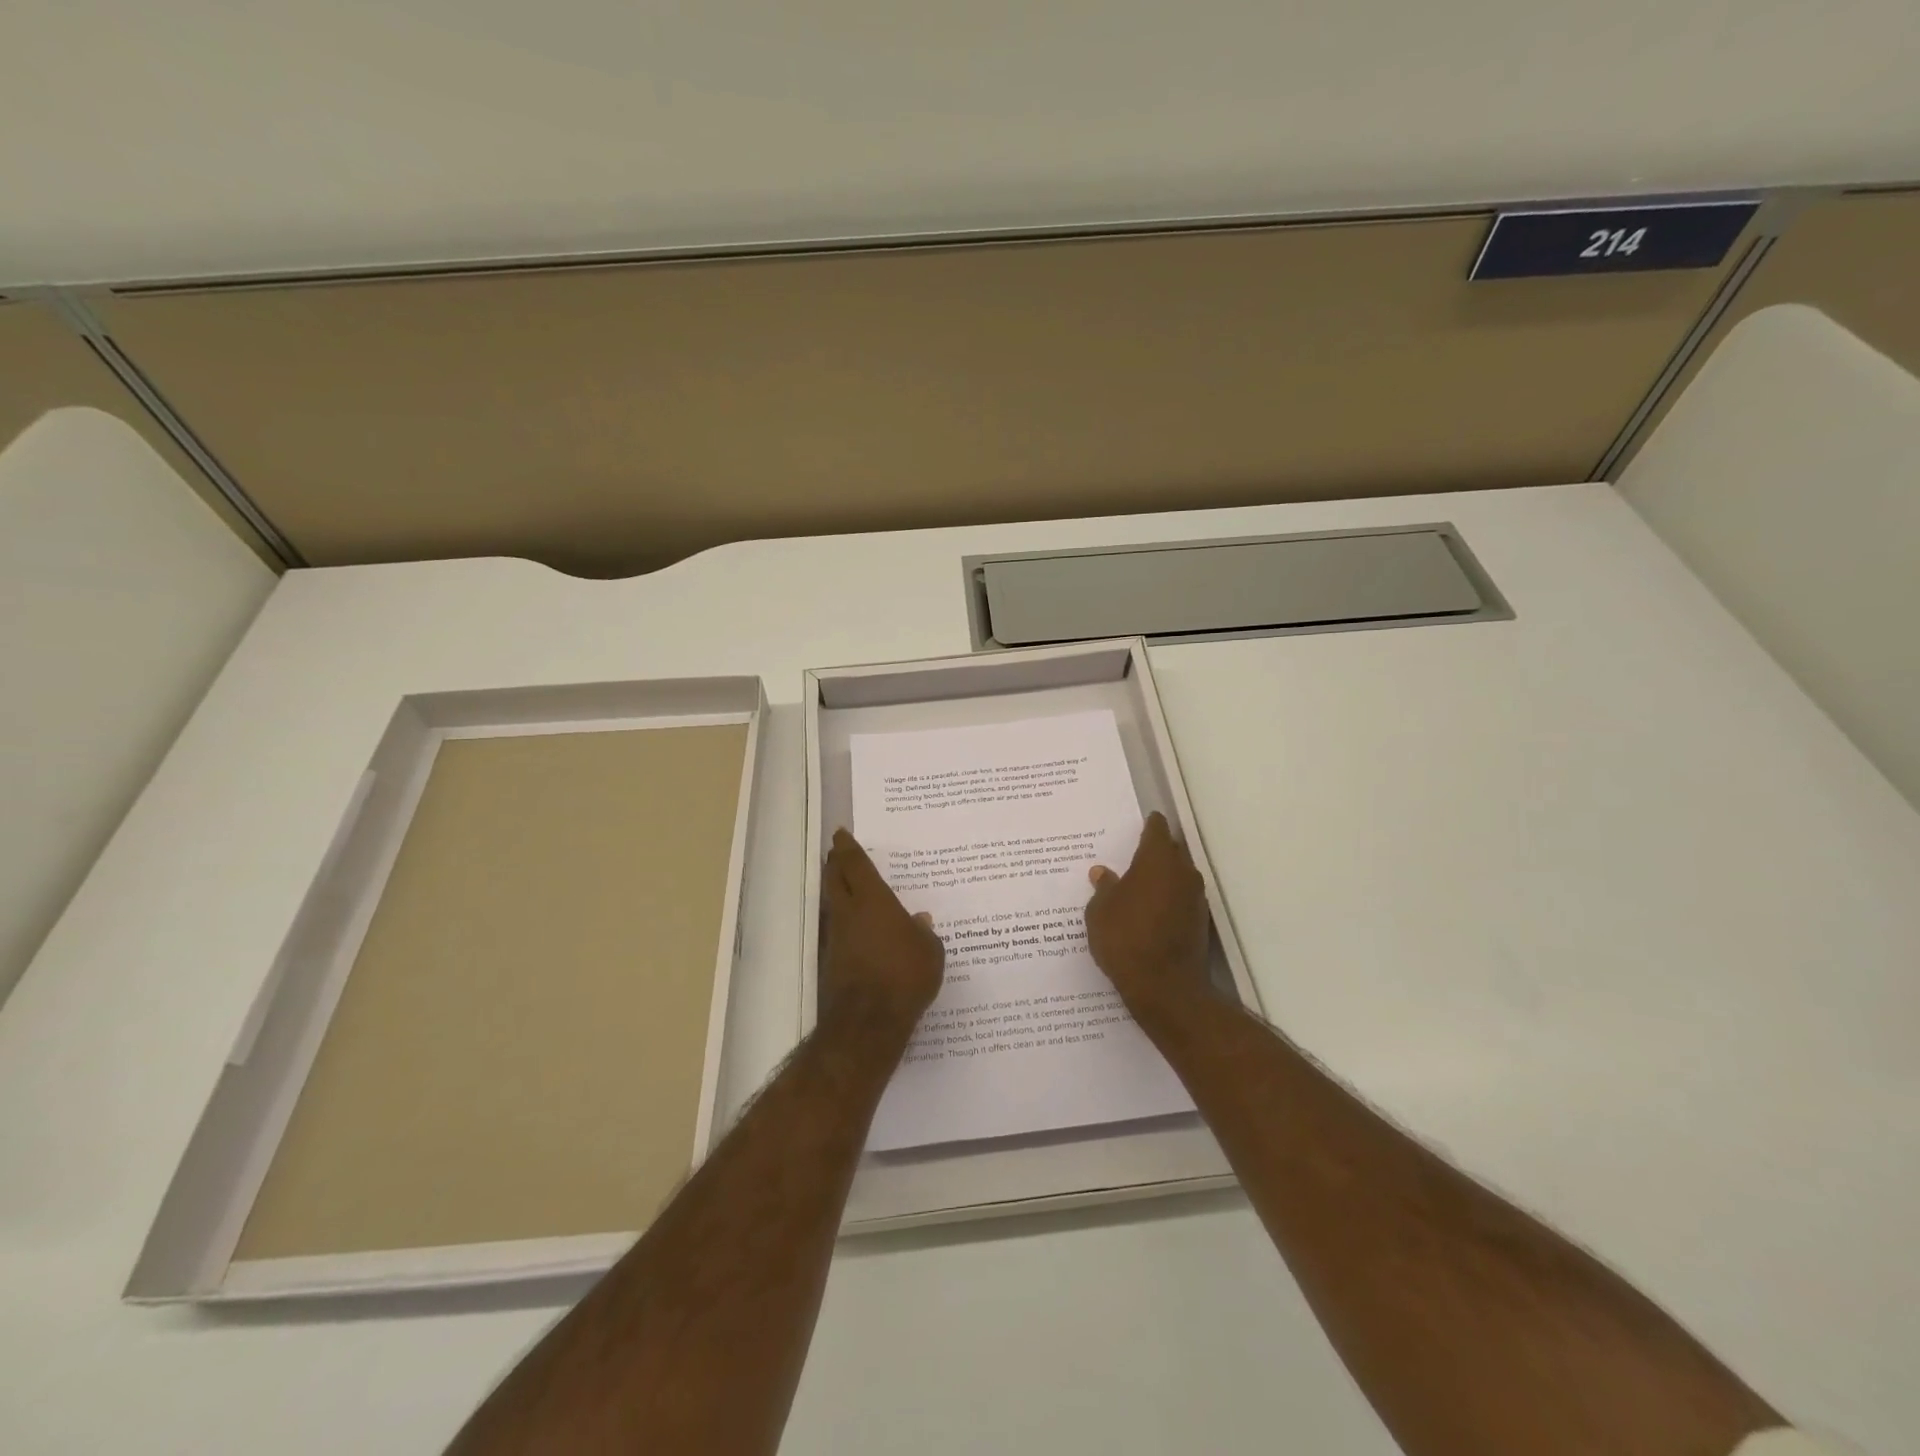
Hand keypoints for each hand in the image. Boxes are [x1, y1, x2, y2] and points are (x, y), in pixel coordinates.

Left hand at [821, 829, 943, 1035]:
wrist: (869, 1022)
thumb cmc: (905, 976)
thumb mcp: (930, 952)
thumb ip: (924, 933)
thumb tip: (919, 921)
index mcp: (873, 900)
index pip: (855, 864)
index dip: (847, 847)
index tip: (840, 834)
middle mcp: (849, 912)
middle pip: (835, 879)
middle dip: (835, 864)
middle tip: (837, 854)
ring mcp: (836, 937)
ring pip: (832, 904)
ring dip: (836, 892)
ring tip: (848, 887)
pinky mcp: (832, 961)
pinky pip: (838, 931)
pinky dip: (844, 923)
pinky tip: (858, 930)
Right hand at [1085, 812, 1213, 1015]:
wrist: (1165, 988)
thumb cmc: (1126, 939)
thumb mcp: (1100, 912)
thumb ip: (1103, 888)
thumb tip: (1102, 873)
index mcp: (1157, 860)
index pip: (1157, 829)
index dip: (1148, 824)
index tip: (1140, 823)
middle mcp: (1182, 872)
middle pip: (1171, 850)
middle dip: (1155, 851)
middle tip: (1132, 856)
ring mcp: (1195, 898)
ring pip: (1178, 876)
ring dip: (1162, 877)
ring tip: (1138, 886)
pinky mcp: (1200, 922)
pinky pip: (1181, 899)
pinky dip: (1168, 899)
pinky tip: (1149, 912)